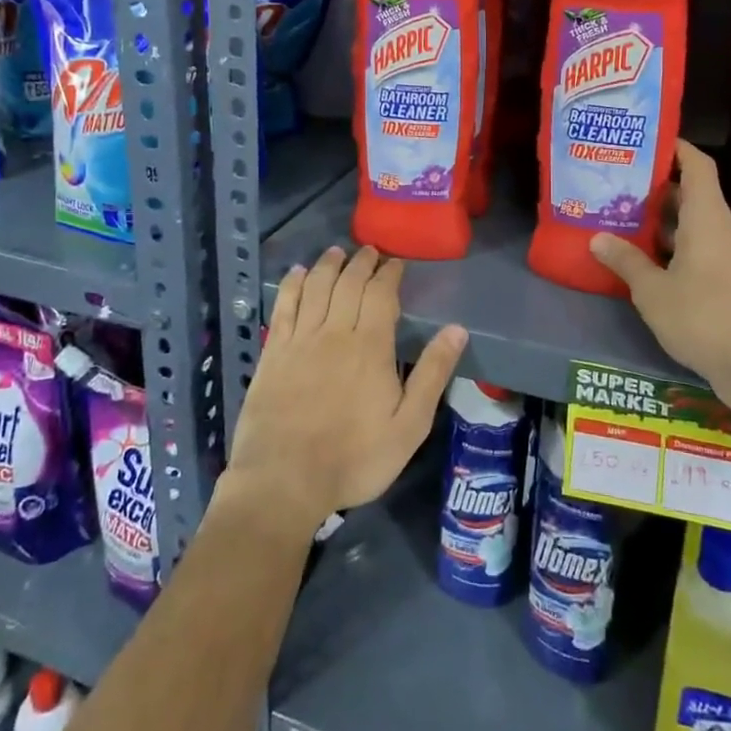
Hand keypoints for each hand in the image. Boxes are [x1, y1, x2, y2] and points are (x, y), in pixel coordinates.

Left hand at [226, 246, 466, 530]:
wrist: (284, 479)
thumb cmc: (354, 458)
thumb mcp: (409, 426)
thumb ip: (433, 374)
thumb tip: (457, 329)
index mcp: (370, 346)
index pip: (381, 294)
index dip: (389, 273)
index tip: (396, 263)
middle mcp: (334, 332)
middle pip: (348, 283)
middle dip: (362, 263)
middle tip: (370, 251)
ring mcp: (300, 339)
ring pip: (316, 287)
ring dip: (328, 265)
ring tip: (337, 252)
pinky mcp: (273, 351)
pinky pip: (284, 306)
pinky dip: (292, 285)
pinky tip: (297, 273)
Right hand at [590, 140, 730, 421]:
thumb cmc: (705, 319)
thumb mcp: (653, 291)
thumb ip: (626, 261)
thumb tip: (597, 238)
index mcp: (708, 219)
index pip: (698, 166)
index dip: (677, 148)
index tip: (649, 139)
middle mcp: (725, 230)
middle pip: (693, 195)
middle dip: (658, 189)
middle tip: (621, 186)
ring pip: (697, 226)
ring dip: (665, 223)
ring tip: (627, 221)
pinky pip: (703, 250)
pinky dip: (677, 248)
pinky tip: (650, 262)